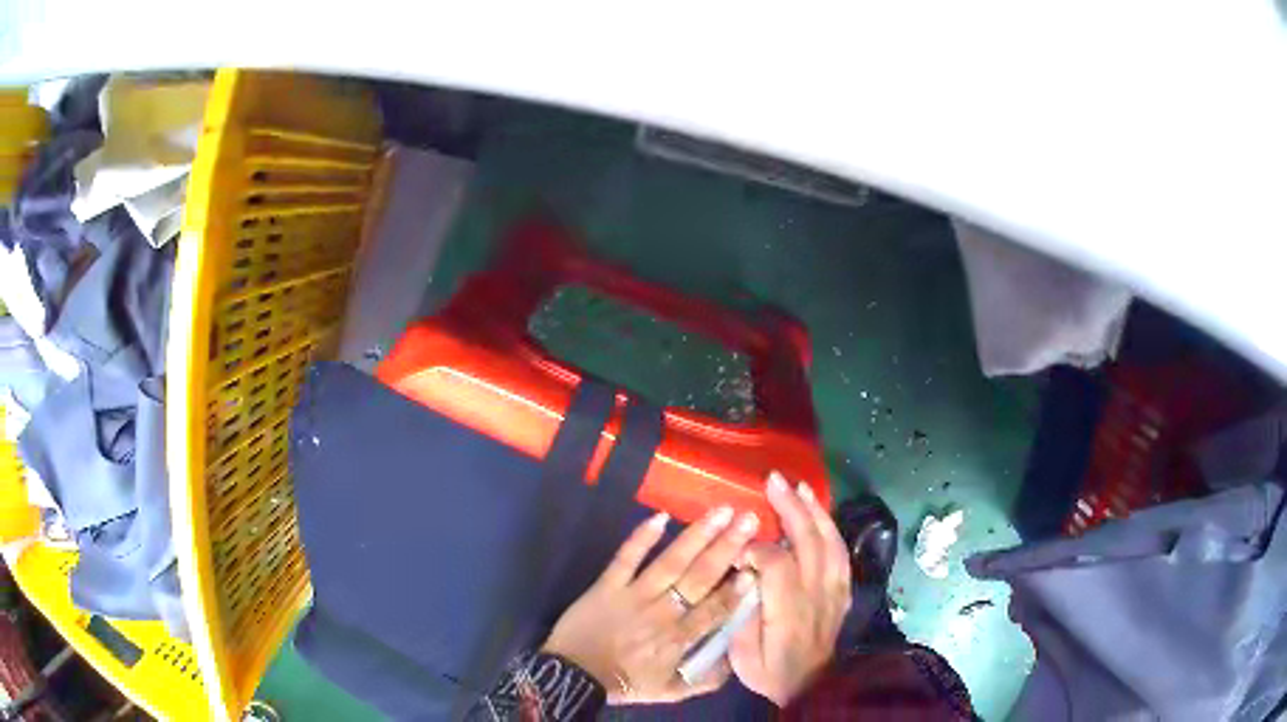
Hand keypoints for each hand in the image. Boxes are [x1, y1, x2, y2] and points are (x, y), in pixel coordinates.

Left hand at [542, 505, 760, 703]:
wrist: (574, 677)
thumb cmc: (624, 683)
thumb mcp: (670, 692)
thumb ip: (705, 679)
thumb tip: (734, 659)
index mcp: (679, 639)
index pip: (715, 609)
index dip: (736, 589)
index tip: (756, 567)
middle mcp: (661, 612)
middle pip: (699, 577)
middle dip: (728, 548)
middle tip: (749, 520)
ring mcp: (634, 595)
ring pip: (671, 562)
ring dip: (697, 535)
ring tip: (720, 512)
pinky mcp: (607, 584)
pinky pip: (626, 558)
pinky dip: (642, 537)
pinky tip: (661, 516)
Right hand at [730, 471, 851, 706]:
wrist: (810, 686)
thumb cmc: (769, 670)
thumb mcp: (743, 652)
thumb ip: (740, 612)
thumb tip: (741, 575)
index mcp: (788, 610)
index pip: (776, 562)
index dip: (756, 548)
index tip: (737, 549)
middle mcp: (817, 593)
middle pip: (808, 540)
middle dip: (790, 507)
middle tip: (773, 480)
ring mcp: (835, 590)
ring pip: (830, 540)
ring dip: (815, 511)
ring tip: (800, 487)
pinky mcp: (843, 591)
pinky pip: (841, 553)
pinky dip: (831, 529)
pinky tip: (820, 515)